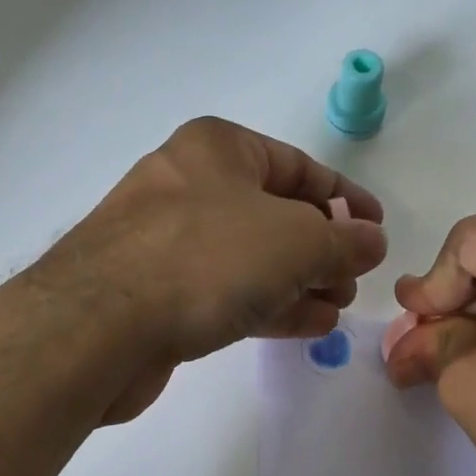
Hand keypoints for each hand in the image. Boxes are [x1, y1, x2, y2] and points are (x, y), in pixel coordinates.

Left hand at [52, 117, 386, 423]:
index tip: (377, 229)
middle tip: (353, 280)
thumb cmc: (205, 258)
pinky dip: (268, 303)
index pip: (298, 167)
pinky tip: (307, 325)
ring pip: (251, 257)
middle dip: (322, 248)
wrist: (98, 326)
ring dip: (299, 281)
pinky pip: (226, 290)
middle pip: (275, 214)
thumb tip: (371, 242)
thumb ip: (343, 241)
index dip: (345, 197)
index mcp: (218, 149)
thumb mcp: (296, 241)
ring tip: (336, 307)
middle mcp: (189, 185)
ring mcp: (168, 241)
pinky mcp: (157, 291)